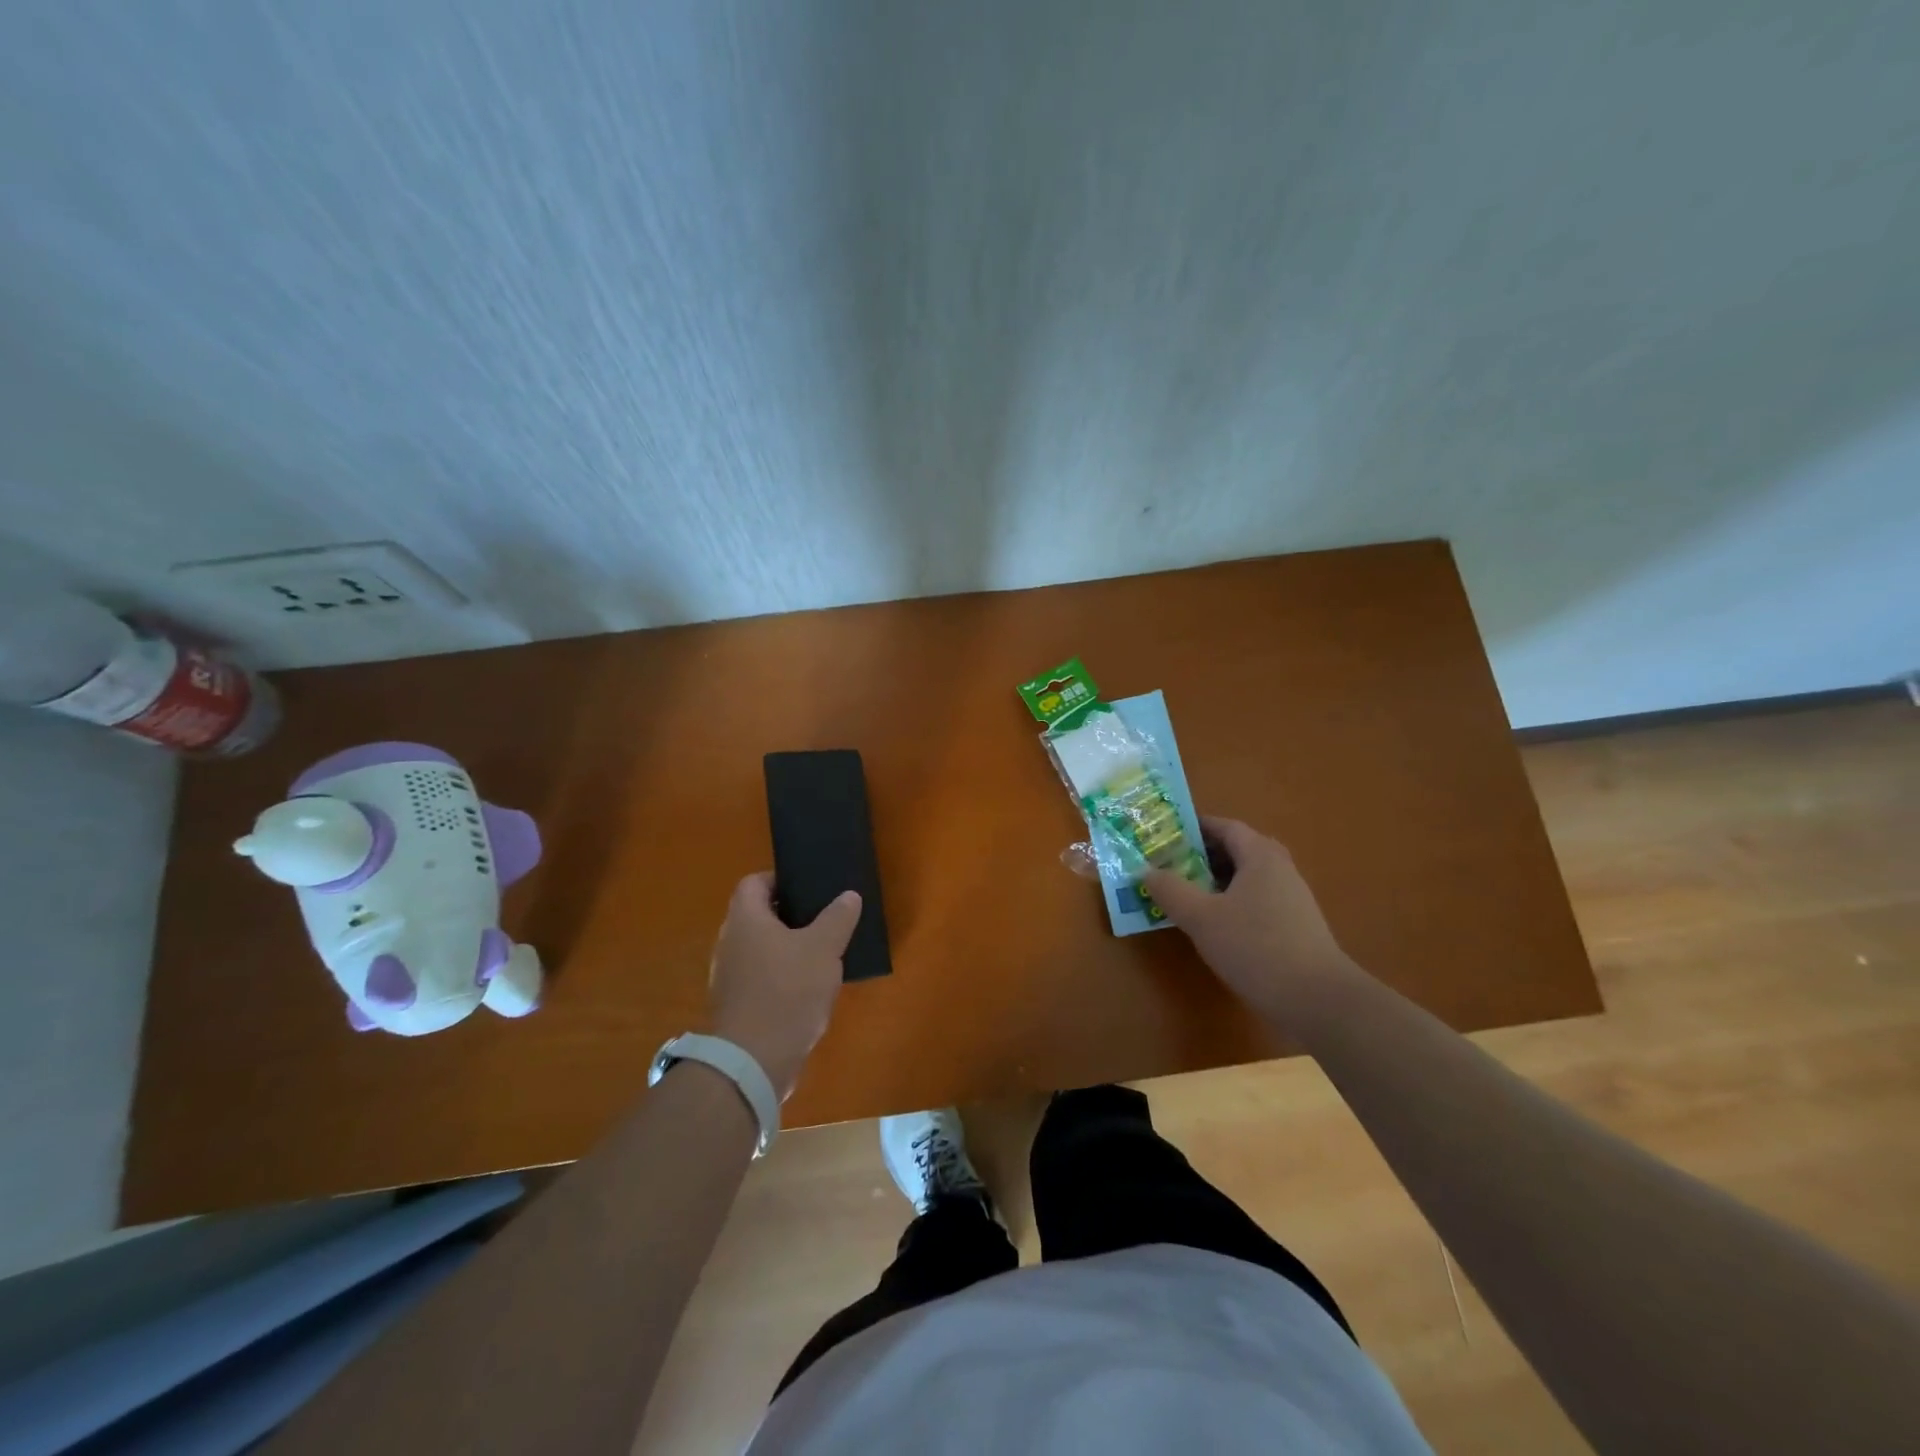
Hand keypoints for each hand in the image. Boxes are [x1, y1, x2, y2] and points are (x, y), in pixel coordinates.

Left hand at [707, 874, 861, 1099]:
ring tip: (821, 954)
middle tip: (823, 918)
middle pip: (757, 916)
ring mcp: (729, 977)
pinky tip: (808, 989)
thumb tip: (849, 895)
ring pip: (760, 949)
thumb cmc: (787, 991)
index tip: (809, 888)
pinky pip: (760, 978)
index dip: (780, 879)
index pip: (754, 882)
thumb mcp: (824, 948)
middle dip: (789, 916)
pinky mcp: (736, 1007)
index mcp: (745, 919)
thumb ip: (837, 918)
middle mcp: (729, 943)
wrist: (753, 1062)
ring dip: (787, 949)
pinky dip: (781, 977)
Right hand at [1143, 817, 1361, 1030]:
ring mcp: (1291, 899)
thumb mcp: (1201, 917)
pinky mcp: (1295, 926)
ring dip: (1214, 881)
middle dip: (1200, 855)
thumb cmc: (1256, 947)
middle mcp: (1280, 869)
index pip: (1225, 827)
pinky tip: (1212, 925)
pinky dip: (1230, 902)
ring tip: (1183, 894)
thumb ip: (1170, 890)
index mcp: (1260, 856)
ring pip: (1245, 878)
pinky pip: (1255, 901)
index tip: (1164, 835)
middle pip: (1236, 850)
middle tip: (1168, 864)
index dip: (1194, 827)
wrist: (1318, 1000)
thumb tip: (1145, 870)